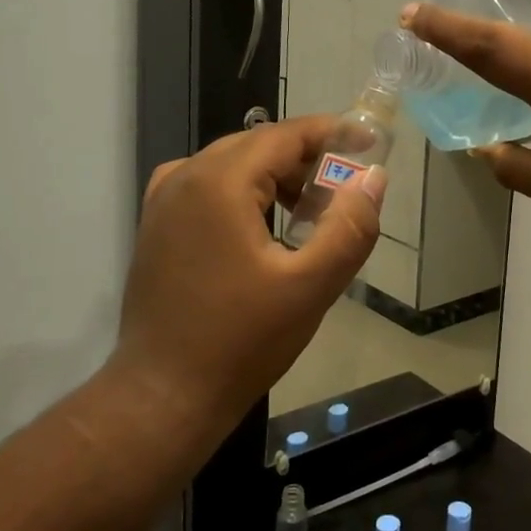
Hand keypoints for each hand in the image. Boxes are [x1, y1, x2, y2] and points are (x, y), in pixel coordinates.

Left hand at [113, 117, 385, 430]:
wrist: (163, 396)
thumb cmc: (240, 341)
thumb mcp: (311, 286)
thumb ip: (350, 227)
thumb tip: (373, 178)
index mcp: (218, 182)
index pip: (285, 135)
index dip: (332, 133)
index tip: (371, 142)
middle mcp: (184, 177)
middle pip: (258, 145)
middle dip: (307, 158)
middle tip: (346, 188)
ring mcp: (163, 201)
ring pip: (233, 164)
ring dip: (277, 176)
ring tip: (313, 212)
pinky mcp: (157, 225)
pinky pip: (209, 186)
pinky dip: (246, 191)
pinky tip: (266, 226)